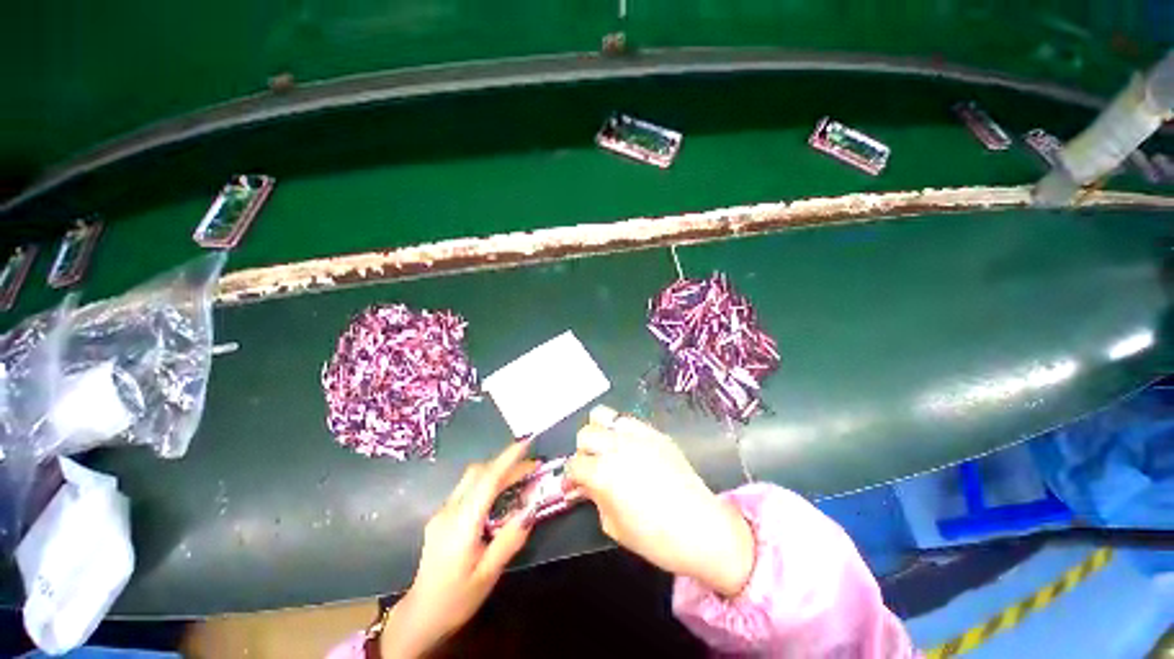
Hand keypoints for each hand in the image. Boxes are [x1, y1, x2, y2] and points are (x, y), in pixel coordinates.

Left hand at [381, 441, 536, 657]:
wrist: (420, 616)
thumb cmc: (457, 598)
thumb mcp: (489, 574)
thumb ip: (510, 539)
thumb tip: (531, 510)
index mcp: (462, 524)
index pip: (487, 481)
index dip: (507, 459)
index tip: (526, 443)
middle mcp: (449, 511)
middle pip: (478, 473)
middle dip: (506, 463)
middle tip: (532, 467)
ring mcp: (442, 512)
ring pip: (471, 478)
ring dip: (496, 471)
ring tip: (520, 477)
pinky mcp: (441, 516)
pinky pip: (467, 488)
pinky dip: (487, 482)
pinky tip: (499, 494)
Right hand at [566, 406, 754, 597]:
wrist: (701, 528)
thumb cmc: (655, 538)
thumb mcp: (613, 526)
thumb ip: (595, 498)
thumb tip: (585, 484)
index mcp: (603, 473)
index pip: (574, 464)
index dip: (571, 477)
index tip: (574, 486)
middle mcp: (617, 446)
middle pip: (586, 433)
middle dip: (584, 451)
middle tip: (592, 467)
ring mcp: (637, 435)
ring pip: (604, 415)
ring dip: (600, 432)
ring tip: (608, 449)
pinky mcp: (655, 432)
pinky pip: (628, 421)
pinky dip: (622, 432)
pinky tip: (631, 449)